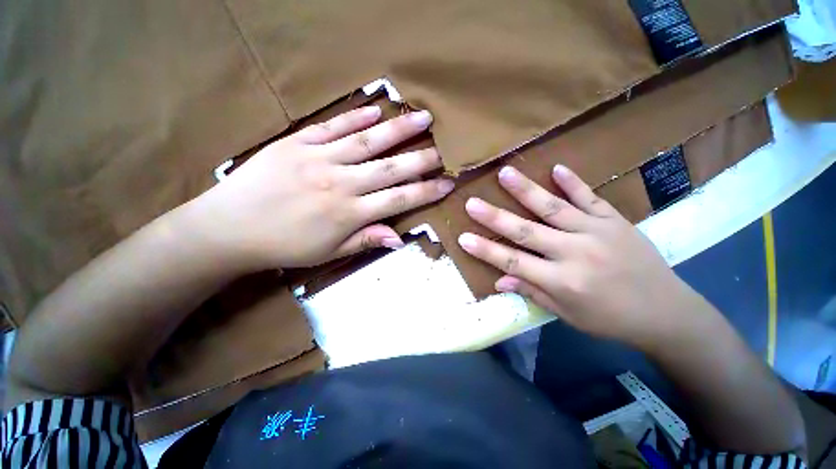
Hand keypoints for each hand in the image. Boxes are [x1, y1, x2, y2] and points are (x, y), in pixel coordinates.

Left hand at [188, 106, 452, 269]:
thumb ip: (366, 240)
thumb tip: (399, 239)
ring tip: (423, 117)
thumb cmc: (284, 246)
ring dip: (398, 130)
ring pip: (367, 142)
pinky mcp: (297, 143)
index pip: (399, 199)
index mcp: (349, 213)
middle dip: (422, 158)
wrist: (229, 228)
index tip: (447, 183)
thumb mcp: (329, 253)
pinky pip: (333, 127)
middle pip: (390, 168)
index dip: (426, 191)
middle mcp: (341, 183)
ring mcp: (319, 159)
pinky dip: (356, 117)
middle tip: (445, 148)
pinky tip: (377, 110)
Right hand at [458, 165, 699, 349]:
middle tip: (472, 203)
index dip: (485, 250)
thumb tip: (499, 281)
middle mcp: (575, 253)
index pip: (513, 262)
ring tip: (505, 173)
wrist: (666, 311)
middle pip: (526, 232)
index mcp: (562, 281)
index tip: (463, 238)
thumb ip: (531, 292)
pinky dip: (573, 182)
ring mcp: (596, 232)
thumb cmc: (609, 319)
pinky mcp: (615, 220)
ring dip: (526, 190)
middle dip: (495, 217)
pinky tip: (556, 168)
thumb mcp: (566, 314)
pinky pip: (590, 197)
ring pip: (553, 208)